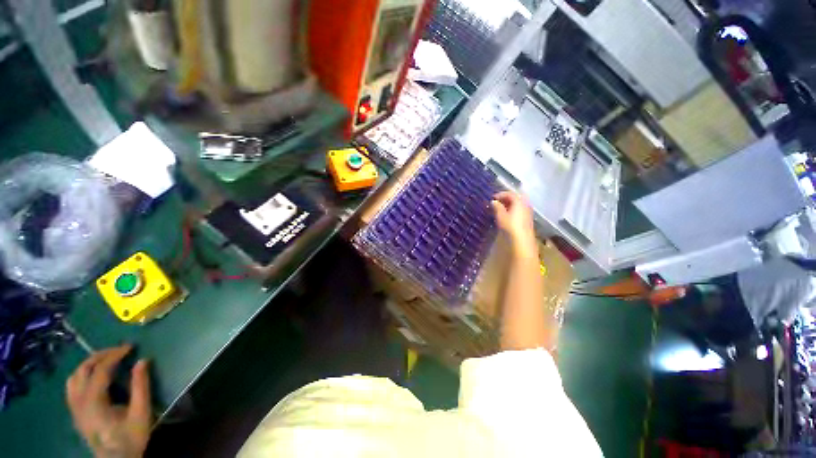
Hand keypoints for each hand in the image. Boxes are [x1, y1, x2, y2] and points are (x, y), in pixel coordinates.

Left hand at [66, 345, 151, 457]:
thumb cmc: (131, 437)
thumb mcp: (141, 413)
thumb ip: (141, 386)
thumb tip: (143, 361)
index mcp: (93, 402)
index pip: (100, 370)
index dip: (114, 355)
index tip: (130, 346)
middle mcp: (79, 402)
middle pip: (82, 370)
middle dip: (100, 356)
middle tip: (119, 350)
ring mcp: (74, 408)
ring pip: (74, 377)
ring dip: (89, 364)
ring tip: (106, 360)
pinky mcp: (75, 412)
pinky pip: (72, 387)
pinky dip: (82, 375)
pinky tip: (93, 377)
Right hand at [491, 191, 536, 255]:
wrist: (522, 240)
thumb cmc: (510, 226)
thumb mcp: (501, 216)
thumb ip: (497, 207)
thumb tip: (494, 201)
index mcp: (519, 202)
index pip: (510, 194)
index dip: (501, 194)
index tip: (493, 198)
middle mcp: (525, 205)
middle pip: (516, 198)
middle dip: (506, 198)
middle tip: (497, 202)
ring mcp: (527, 212)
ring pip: (518, 204)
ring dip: (509, 204)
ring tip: (500, 208)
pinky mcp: (527, 219)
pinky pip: (519, 210)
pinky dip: (512, 209)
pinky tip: (506, 215)